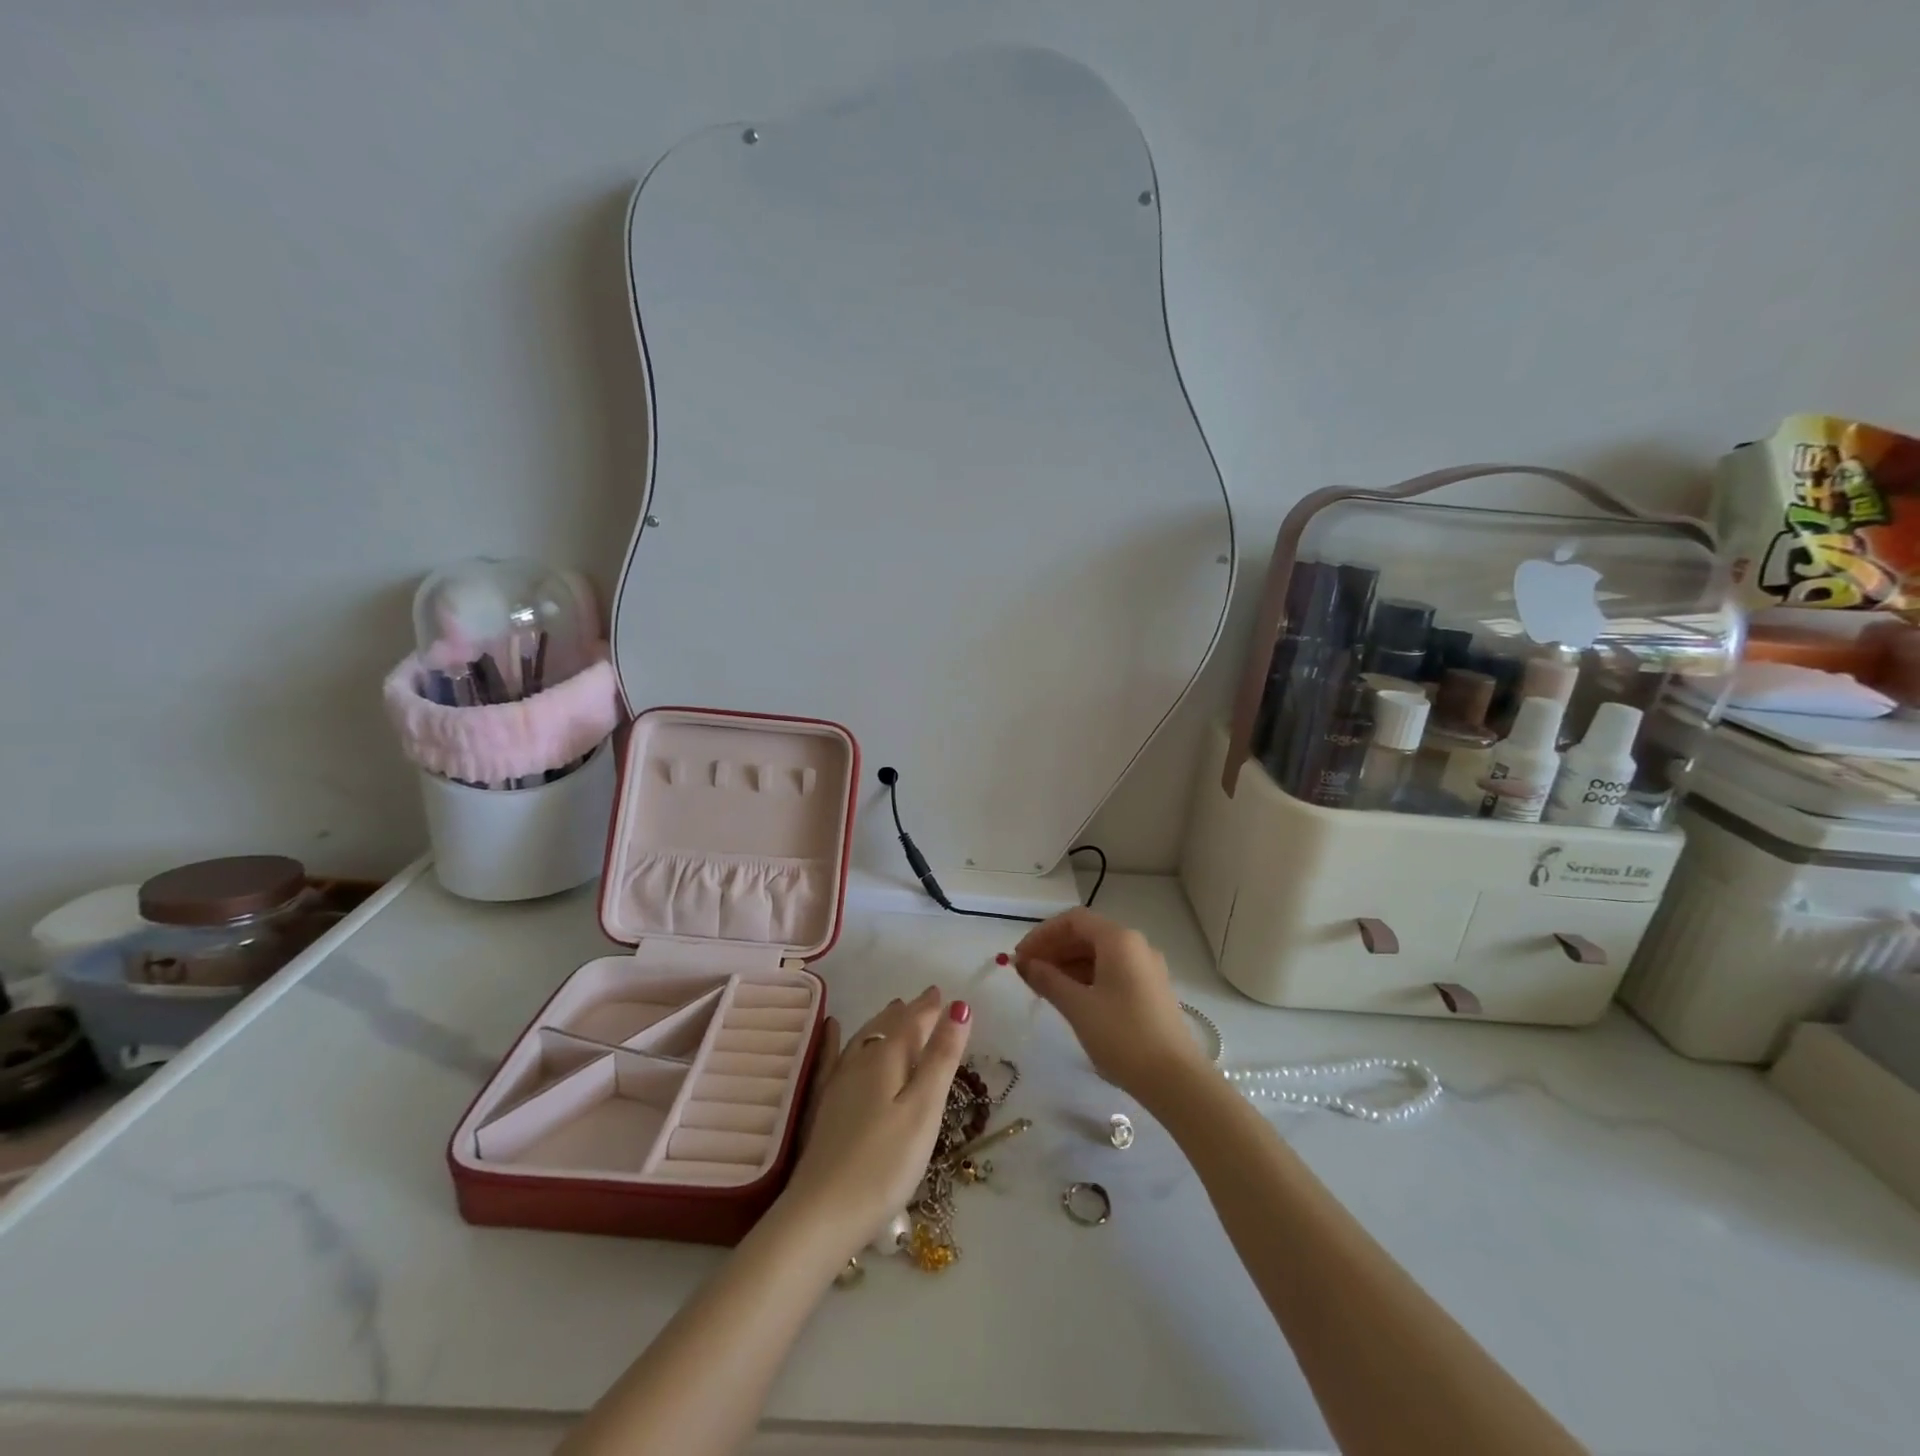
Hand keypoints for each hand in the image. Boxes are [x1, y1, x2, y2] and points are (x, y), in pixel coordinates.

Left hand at [780, 986, 971, 1260]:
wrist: (822, 1213)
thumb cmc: (884, 1164)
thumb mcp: (923, 1110)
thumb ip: (941, 1058)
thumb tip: (959, 1006)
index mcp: (887, 1059)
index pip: (912, 1022)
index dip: (929, 1008)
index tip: (942, 993)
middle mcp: (859, 1062)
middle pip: (887, 1027)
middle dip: (908, 1012)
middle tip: (925, 1000)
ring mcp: (837, 1084)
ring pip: (864, 1039)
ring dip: (883, 1022)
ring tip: (894, 1009)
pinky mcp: (824, 1107)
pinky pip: (832, 1057)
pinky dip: (836, 1038)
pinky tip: (832, 1028)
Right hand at [1013, 908, 1205, 1103]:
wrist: (1175, 1080)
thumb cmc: (1122, 1036)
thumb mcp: (1078, 1007)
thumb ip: (1048, 980)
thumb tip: (1025, 964)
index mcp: (1119, 940)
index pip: (1073, 920)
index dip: (1042, 934)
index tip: (1020, 956)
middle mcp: (1136, 945)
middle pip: (1087, 934)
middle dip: (1053, 949)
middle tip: (1026, 972)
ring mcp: (1146, 968)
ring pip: (1099, 954)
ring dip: (1068, 964)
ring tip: (1042, 986)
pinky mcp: (1150, 990)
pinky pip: (1112, 970)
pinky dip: (1086, 977)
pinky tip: (1070, 997)